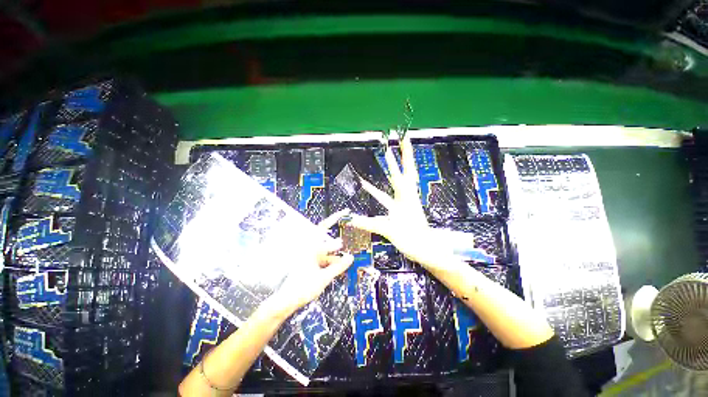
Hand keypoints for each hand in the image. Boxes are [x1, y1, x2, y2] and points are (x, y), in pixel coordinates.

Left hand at [270, 210, 353, 315]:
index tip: (345, 212)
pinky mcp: (312, 265)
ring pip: (328, 254)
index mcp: (311, 247)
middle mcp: (311, 250)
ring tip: (347, 263)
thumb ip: (338, 267)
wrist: (287, 302)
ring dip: (337, 259)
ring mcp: (311, 258)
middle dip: (339, 247)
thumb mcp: (324, 277)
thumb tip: (351, 257)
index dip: (335, 218)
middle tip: (350, 249)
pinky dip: (332, 264)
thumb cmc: (303, 287)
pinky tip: (340, 269)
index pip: (324, 228)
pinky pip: (325, 261)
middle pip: (329, 243)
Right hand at [348, 137, 456, 270]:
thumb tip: (350, 220)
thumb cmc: (412, 241)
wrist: (426, 251)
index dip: (402, 156)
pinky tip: (367, 187)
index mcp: (407, 198)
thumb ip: (369, 224)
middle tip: (401, 139)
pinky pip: (387, 196)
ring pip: (397, 182)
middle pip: (405, 172)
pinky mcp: (400, 209)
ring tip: (384, 156)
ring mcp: (404, 202)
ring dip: (391, 169)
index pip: (403, 173)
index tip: (403, 139)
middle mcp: (407, 197)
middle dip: (403, 155)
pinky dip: (376, 191)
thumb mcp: (390, 231)